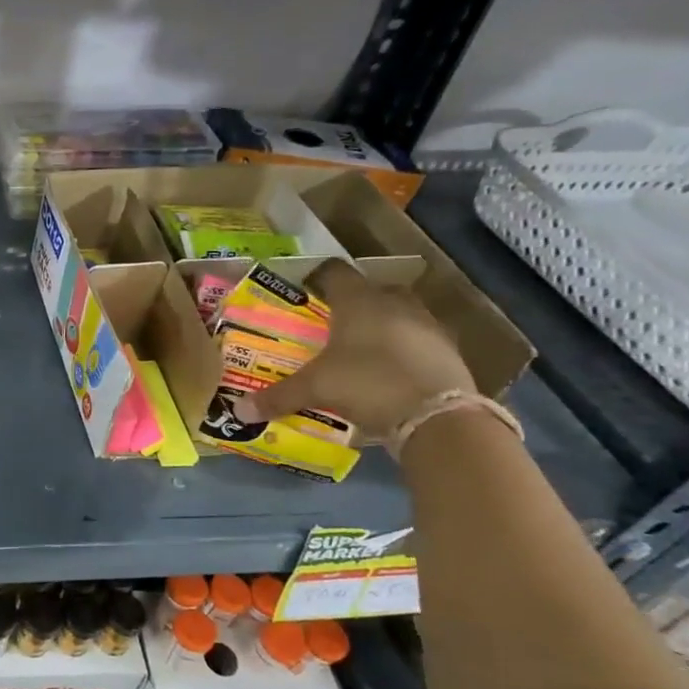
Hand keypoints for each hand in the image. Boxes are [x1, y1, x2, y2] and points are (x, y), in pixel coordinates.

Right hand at [233, 259, 475, 438]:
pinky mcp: (450, 351)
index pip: (333, 271)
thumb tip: (239, 410)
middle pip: (370, 291)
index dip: (316, 278)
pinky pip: (419, 342)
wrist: (439, 417)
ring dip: (382, 327)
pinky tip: (389, 373)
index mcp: (358, 300)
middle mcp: (394, 303)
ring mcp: (428, 325)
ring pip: (399, 315)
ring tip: (360, 351)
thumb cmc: (367, 383)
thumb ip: (278, 395)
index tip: (302, 293)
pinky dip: (404, 351)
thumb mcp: (315, 389)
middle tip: (330, 325)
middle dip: (352, 304)